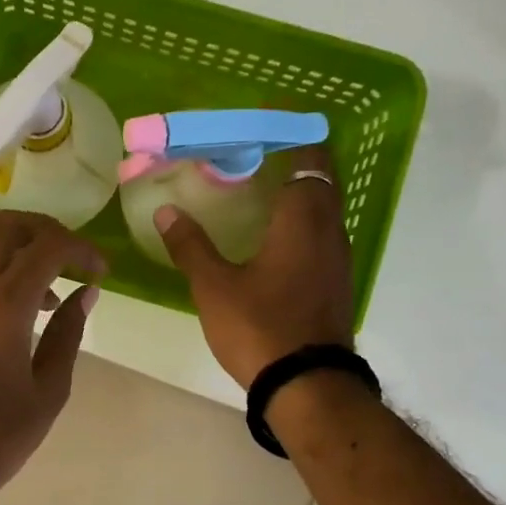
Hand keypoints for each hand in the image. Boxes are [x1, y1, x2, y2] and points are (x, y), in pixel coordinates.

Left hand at [0, 211, 105, 486]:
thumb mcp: (49, 389)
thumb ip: (69, 333)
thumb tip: (85, 293)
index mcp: (3, 306)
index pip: (48, 246)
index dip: (81, 249)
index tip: (100, 270)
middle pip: (7, 226)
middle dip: (47, 231)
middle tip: (72, 260)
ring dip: (19, 253)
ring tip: (47, 295)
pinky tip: (14, 311)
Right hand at [155, 145, 354, 388]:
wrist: (307, 386)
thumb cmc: (260, 327)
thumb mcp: (214, 286)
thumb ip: (190, 245)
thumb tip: (167, 211)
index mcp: (303, 218)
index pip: (308, 154)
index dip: (289, 130)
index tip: (262, 118)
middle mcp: (329, 229)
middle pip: (319, 176)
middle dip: (290, 156)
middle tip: (250, 152)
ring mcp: (338, 258)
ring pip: (322, 207)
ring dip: (296, 190)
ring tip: (256, 188)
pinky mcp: (335, 282)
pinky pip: (320, 233)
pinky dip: (299, 220)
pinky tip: (270, 236)